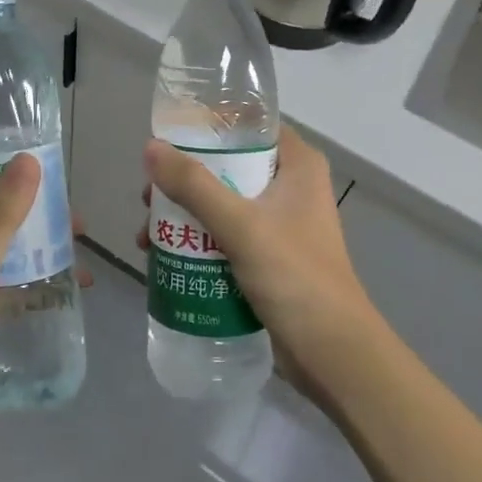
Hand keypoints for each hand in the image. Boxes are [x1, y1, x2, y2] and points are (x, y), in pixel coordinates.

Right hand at [141, 124, 380, 393]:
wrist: (333, 355)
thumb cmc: (294, 276)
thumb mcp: (240, 225)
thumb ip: (194, 185)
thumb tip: (150, 148)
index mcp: (298, 165)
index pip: (249, 126)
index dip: (208, 127)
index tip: (167, 140)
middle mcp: (292, 186)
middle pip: (229, 166)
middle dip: (185, 180)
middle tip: (149, 196)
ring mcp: (282, 224)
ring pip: (223, 203)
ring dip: (186, 215)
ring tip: (147, 234)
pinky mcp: (271, 257)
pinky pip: (227, 235)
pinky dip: (199, 241)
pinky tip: (166, 257)